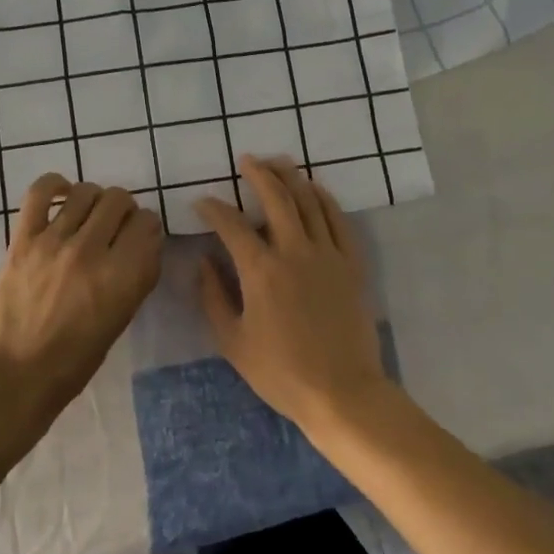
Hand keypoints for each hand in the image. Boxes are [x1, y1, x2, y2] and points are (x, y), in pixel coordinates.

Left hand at [0, 174, 162, 433]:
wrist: (19, 374)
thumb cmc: (78, 358)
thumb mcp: (123, 316)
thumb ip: (138, 273)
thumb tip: (142, 238)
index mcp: (124, 276)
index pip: (148, 222)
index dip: (146, 227)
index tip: (138, 237)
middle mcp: (93, 252)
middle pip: (120, 200)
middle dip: (123, 210)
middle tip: (112, 228)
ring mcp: (56, 242)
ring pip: (86, 191)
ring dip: (94, 200)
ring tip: (87, 216)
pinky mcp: (24, 240)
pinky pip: (40, 192)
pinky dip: (55, 184)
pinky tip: (62, 194)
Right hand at [196, 155, 389, 438]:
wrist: (343, 392)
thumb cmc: (282, 373)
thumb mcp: (233, 342)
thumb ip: (213, 297)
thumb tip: (202, 261)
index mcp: (261, 271)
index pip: (232, 225)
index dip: (213, 208)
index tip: (202, 201)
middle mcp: (295, 252)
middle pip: (277, 199)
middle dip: (259, 174)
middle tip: (247, 160)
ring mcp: (328, 255)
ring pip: (310, 202)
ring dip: (292, 177)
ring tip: (279, 163)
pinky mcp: (351, 264)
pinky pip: (338, 221)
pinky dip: (325, 199)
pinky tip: (316, 189)